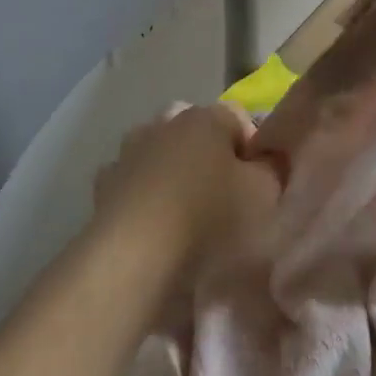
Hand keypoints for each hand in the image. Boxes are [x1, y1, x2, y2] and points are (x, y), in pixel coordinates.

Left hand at [92, 101, 285, 280]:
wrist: (134, 258)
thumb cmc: (209, 217)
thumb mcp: (265, 193)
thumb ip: (272, 168)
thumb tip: (267, 159)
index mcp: (204, 117)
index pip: (239, 119)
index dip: (254, 150)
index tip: (259, 184)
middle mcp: (164, 123)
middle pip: (198, 134)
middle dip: (211, 158)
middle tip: (225, 198)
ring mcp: (128, 153)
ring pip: (162, 156)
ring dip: (174, 174)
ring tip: (186, 216)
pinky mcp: (102, 187)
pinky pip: (134, 186)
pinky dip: (144, 199)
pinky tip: (154, 229)